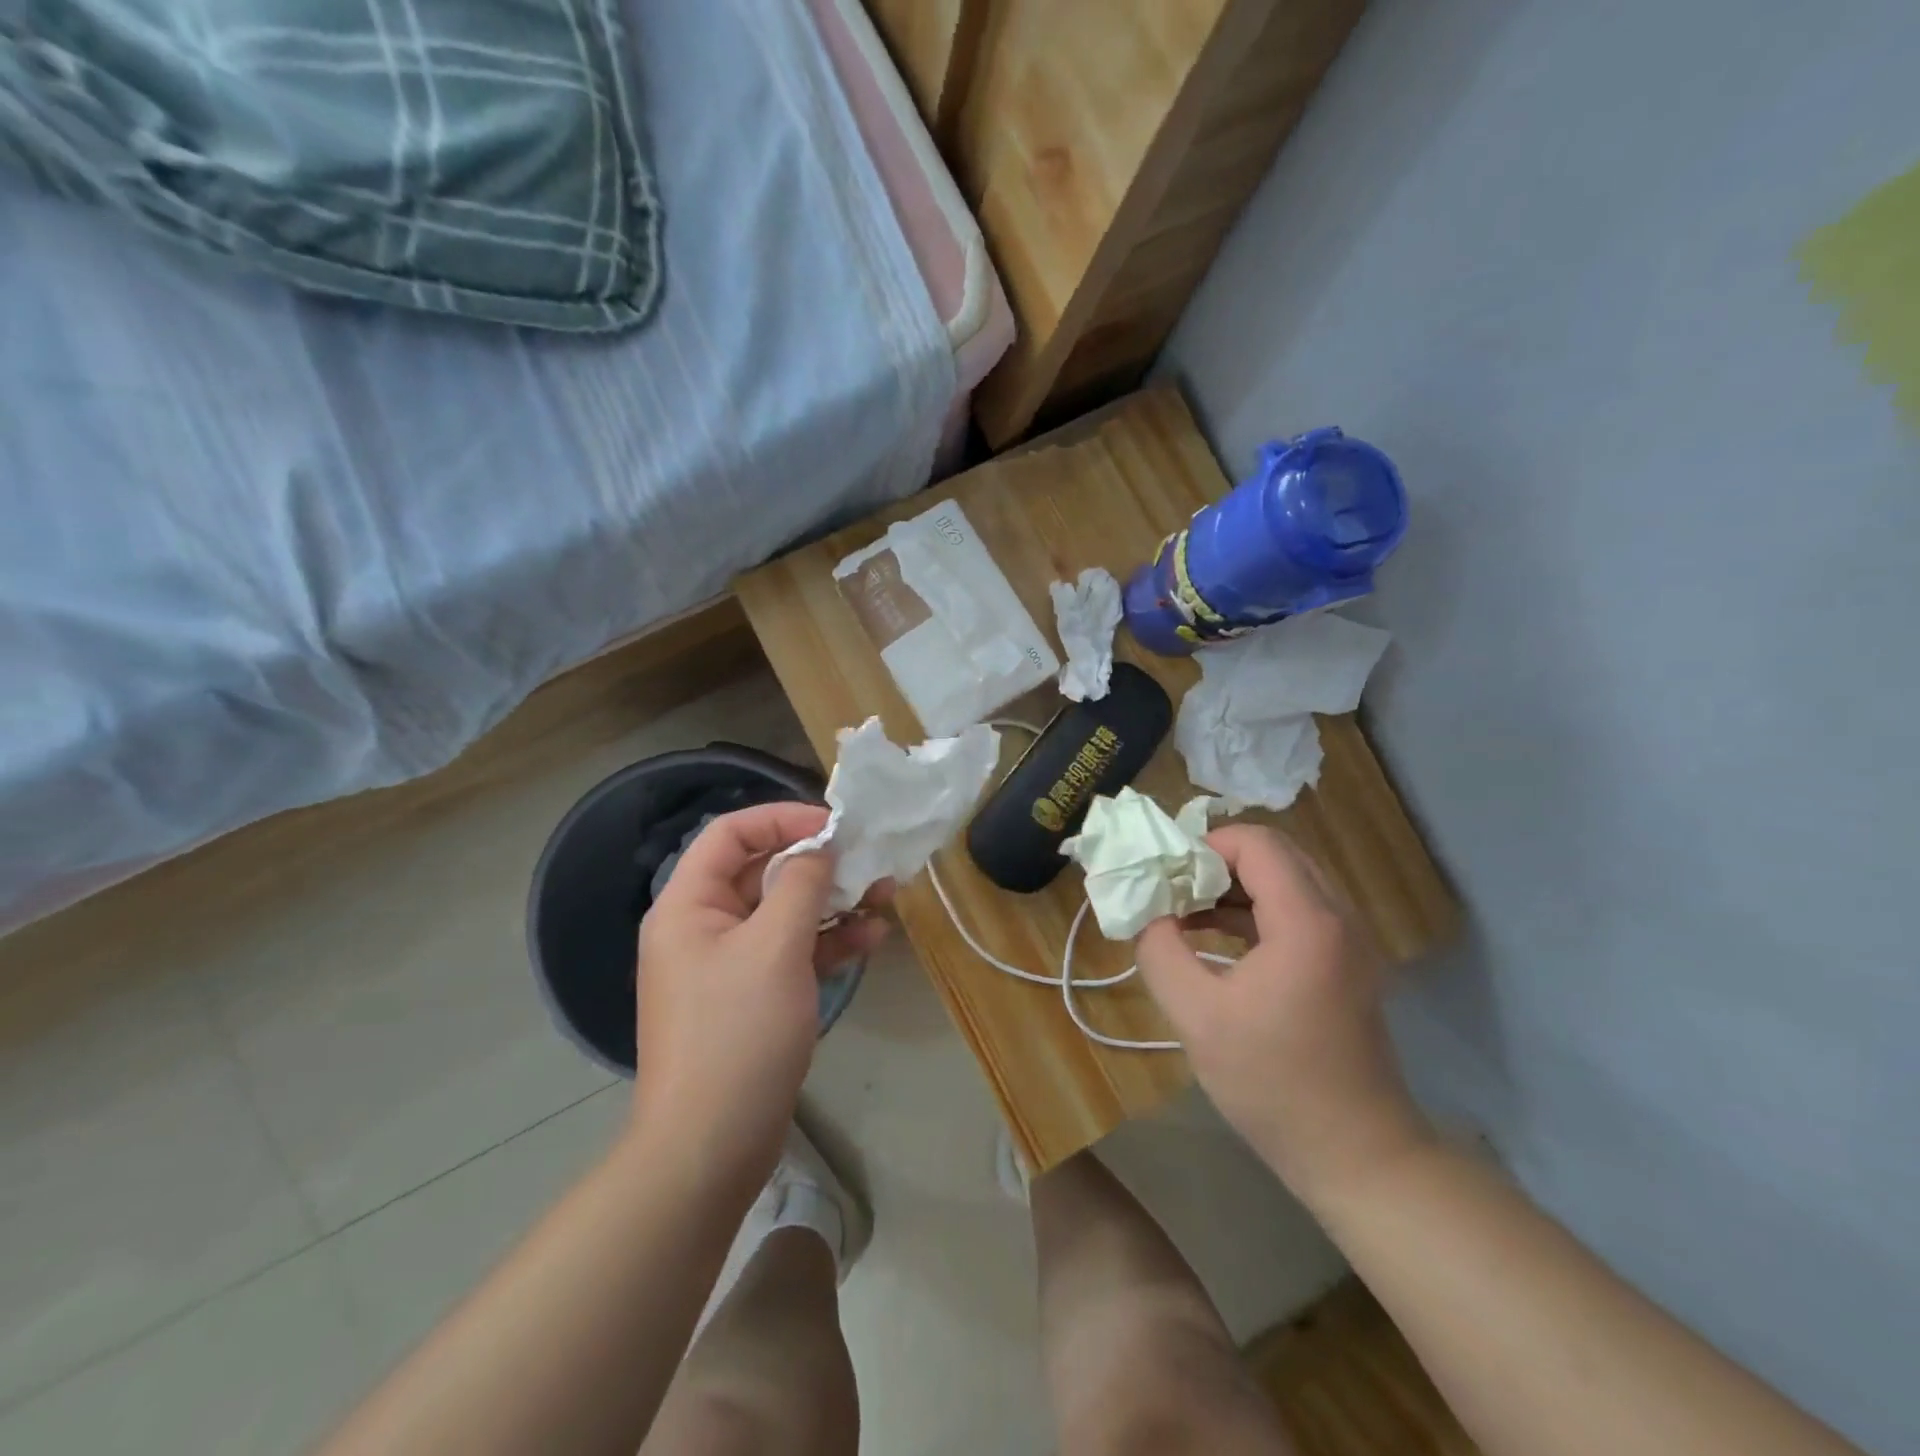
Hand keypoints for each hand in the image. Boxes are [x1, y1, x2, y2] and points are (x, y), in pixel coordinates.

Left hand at [633, 802, 888, 1185]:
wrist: (711, 1146)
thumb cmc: (737, 1033)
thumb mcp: (775, 947)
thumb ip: (801, 885)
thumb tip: (820, 848)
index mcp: (689, 905)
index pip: (731, 833)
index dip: (783, 818)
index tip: (836, 826)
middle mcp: (704, 926)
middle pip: (763, 871)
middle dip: (819, 863)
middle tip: (869, 860)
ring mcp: (729, 964)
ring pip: (784, 912)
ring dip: (832, 901)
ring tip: (884, 896)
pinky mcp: (753, 996)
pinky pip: (792, 951)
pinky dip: (828, 941)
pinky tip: (870, 938)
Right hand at [1136, 824, 1433, 1203]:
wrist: (1357, 1155)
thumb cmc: (1273, 1083)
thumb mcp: (1196, 1016)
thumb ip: (1160, 950)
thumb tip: (1147, 912)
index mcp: (1307, 922)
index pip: (1256, 843)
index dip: (1205, 845)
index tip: (1165, 874)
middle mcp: (1339, 918)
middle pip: (1275, 854)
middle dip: (1216, 860)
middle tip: (1171, 886)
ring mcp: (1349, 941)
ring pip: (1286, 880)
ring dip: (1233, 885)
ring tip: (1183, 909)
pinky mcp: (1346, 964)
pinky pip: (1296, 911)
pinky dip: (1254, 910)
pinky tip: (1213, 936)